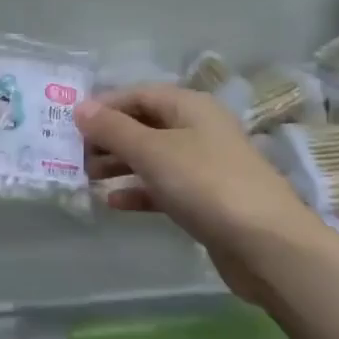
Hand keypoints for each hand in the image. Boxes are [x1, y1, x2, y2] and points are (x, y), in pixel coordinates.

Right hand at [76, 84, 312, 308]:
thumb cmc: (206, 184)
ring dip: (120, 164)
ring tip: (86, 177)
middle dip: (109, 137)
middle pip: (145, 125)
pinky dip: (139, 191)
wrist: (266, 244)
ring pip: (153, 157)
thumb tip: (80, 108)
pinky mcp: (206, 200)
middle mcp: (199, 129)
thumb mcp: (153, 151)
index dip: (106, 105)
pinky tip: (113, 202)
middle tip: (74, 155)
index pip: (140, 94)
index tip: (72, 124)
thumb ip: (113, 129)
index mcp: (191, 106)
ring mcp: (204, 166)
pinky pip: (164, 187)